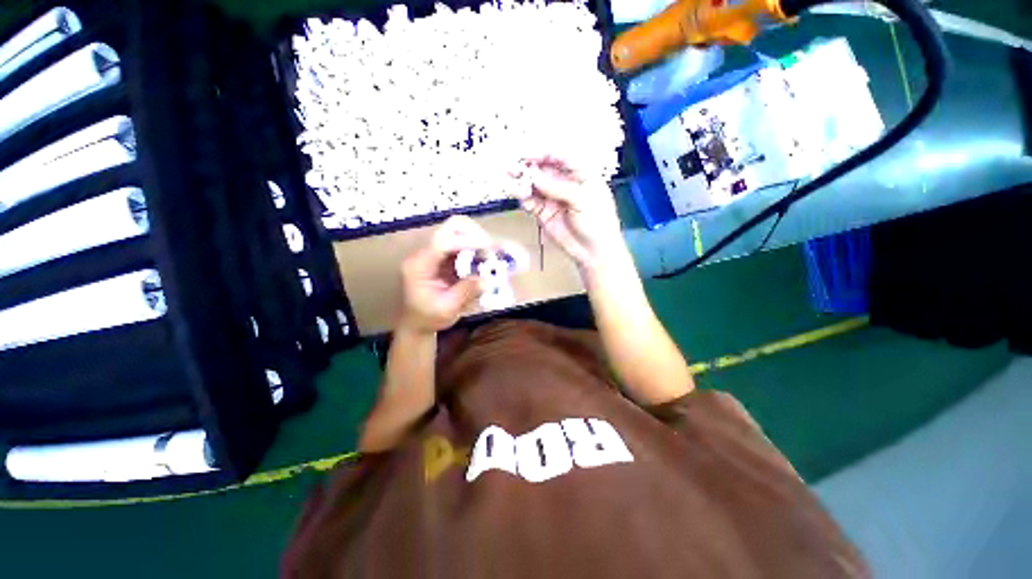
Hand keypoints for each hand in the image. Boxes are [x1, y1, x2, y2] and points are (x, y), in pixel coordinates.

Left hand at [399, 215, 490, 333]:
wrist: (417, 323)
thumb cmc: (429, 318)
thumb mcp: (448, 309)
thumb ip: (467, 292)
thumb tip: (488, 279)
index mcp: (419, 266)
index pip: (442, 243)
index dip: (466, 242)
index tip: (488, 249)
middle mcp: (426, 253)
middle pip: (450, 227)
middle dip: (474, 234)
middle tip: (490, 250)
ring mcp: (435, 252)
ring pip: (459, 231)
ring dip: (477, 240)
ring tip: (489, 256)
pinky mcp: (444, 256)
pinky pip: (463, 243)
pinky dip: (476, 247)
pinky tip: (484, 260)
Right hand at [510, 157, 626, 272]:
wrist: (593, 251)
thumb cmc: (597, 221)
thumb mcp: (583, 199)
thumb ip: (559, 188)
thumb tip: (534, 177)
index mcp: (579, 173)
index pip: (560, 156)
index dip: (543, 153)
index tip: (528, 154)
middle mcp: (563, 182)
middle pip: (543, 169)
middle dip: (528, 165)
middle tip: (514, 166)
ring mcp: (552, 197)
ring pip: (534, 184)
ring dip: (521, 180)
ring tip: (510, 177)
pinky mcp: (543, 212)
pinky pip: (530, 201)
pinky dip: (522, 196)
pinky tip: (516, 193)